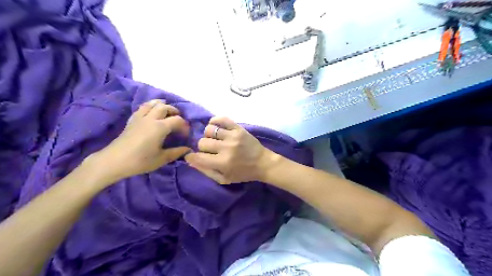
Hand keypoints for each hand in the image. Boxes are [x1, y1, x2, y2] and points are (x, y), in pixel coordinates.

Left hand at [87, 99, 189, 182]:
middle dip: (174, 111)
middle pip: (165, 107)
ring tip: (167, 112)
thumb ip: (177, 152)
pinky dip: (150, 107)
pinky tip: (152, 113)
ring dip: (162, 105)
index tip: (185, 135)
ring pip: (152, 104)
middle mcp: (150, 118)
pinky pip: (142, 108)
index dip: (184, 126)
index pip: (177, 120)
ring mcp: (139, 118)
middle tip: (178, 121)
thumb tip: (188, 149)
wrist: (114, 161)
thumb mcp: (162, 159)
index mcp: (160, 127)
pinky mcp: (132, 120)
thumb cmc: (140, 161)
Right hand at [184, 116, 275, 184]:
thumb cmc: (243, 173)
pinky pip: (222, 119)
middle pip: (202, 142)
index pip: (198, 157)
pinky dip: (215, 121)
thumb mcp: (224, 179)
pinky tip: (216, 127)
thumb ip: (206, 171)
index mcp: (222, 163)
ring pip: (209, 130)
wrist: (263, 163)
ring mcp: (233, 136)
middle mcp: (226, 148)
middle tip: (210, 150)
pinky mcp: (238, 128)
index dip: (191, 156)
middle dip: (202, 148)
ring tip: (215, 140)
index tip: (192, 156)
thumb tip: (190, 160)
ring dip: (209, 136)